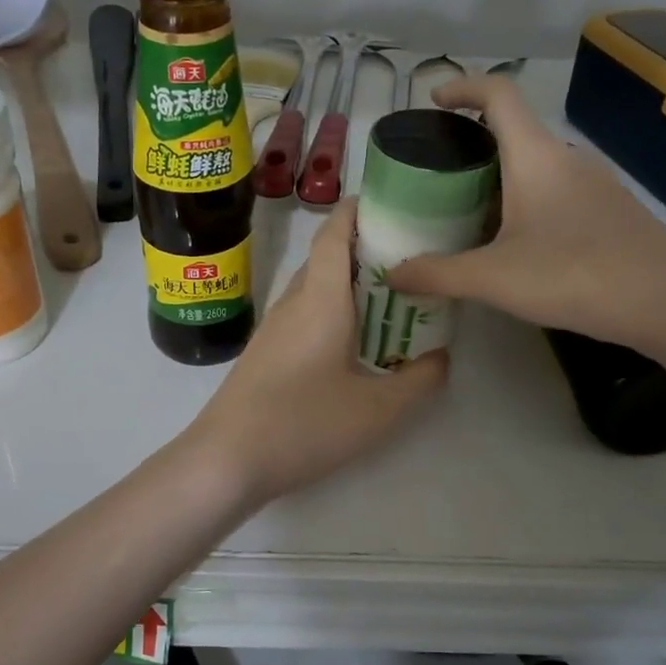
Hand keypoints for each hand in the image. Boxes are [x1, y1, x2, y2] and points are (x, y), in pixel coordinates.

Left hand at [188, 199, 446, 506]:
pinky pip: (304, 313)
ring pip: (314, 287)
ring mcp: (274, 328)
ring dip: (349, 283)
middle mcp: (293, 302)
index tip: (393, 204)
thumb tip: (440, 357)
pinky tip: (354, 341)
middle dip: (366, 248)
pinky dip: (333, 310)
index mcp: (320, 299)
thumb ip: (419, 380)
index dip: (360, 210)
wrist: (225, 460)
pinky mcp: (265, 352)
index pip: (334, 233)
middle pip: (326, 257)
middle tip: (411, 258)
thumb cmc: (303, 425)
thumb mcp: (378, 410)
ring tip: (391, 298)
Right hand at [387, 74, 665, 345]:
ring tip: (468, 213)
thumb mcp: (493, 279)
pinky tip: (516, 243)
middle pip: (514, 130)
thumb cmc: (575, 276)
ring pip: (536, 165)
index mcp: (536, 157)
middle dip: (472, 143)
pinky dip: (526, 200)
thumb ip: (437, 274)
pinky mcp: (610, 211)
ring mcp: (595, 184)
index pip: (498, 95)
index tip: (434, 101)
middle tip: (438, 176)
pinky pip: (557, 191)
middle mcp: (567, 159)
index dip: (463, 87)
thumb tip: (391, 276)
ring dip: (500, 177)